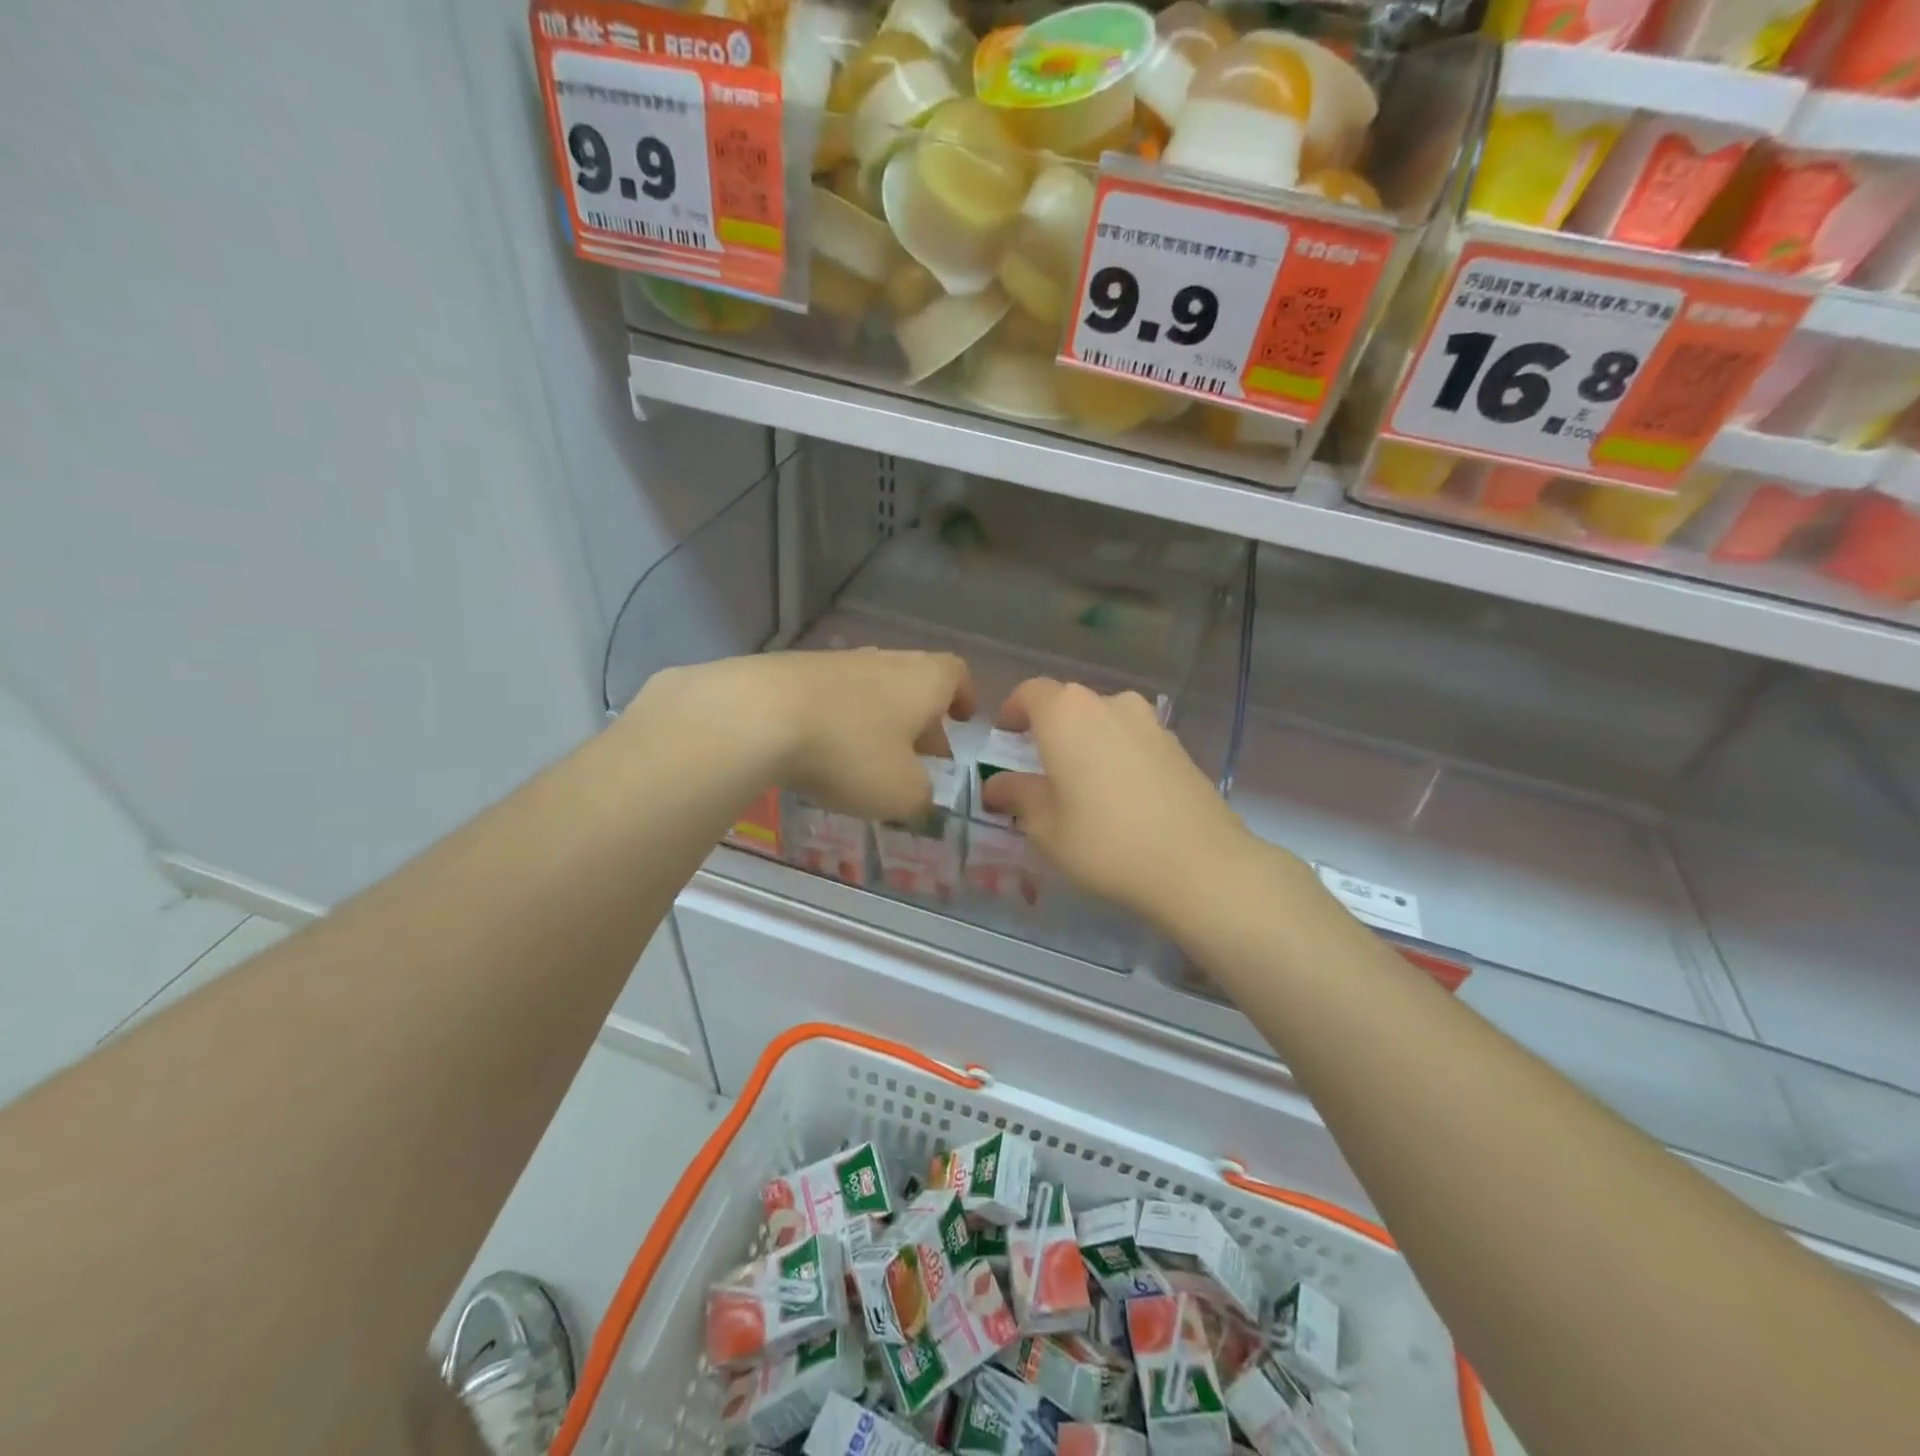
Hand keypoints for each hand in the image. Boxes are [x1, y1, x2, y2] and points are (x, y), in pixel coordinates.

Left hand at [634, 650, 974, 822]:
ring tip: (867, 760)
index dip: (963, 696)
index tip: (961, 721)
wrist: (758, 715)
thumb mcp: (901, 793)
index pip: (956, 673)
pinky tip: (822, 752)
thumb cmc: (850, 752)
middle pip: (914, 683)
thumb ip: (922, 799)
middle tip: (918, 757)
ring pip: (871, 689)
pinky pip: (831, 696)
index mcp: (923, 680)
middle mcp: (884, 661)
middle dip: (920, 720)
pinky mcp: (794, 671)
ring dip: (877, 721)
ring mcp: (836, 662)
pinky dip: (838, 720)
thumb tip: (921, 799)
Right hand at [978, 679, 1256, 928]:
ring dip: (1087, 743)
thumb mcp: (1046, 826)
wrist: (1199, 864)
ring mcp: (1149, 722)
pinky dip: (1117, 756)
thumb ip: (1017, 796)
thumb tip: (997, 786)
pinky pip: (1133, 740)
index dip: (1012, 711)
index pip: (1029, 693)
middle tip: (1040, 769)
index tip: (1004, 737)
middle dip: (1050, 731)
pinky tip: (1121, 797)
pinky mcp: (1178, 746)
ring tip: (1083, 785)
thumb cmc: (1105, 841)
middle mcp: (1109, 703)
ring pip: (1104, 722)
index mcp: (1067, 713)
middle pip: (1069, 705)